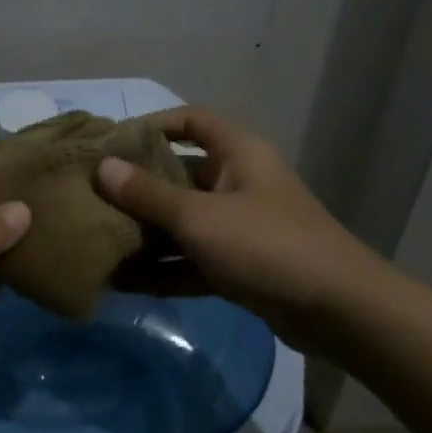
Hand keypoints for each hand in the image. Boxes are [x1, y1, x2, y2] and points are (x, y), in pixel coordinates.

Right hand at [95, 107, 381, 328]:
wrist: (338, 311)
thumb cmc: (267, 244)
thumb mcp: (200, 217)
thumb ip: (149, 194)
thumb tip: (103, 167)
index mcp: (238, 153)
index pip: (191, 121)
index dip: (153, 125)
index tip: (113, 143)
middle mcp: (238, 182)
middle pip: (180, 174)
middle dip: (138, 187)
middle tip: (93, 196)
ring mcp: (240, 226)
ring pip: (183, 221)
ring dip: (147, 233)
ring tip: (99, 241)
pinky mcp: (240, 265)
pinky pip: (192, 258)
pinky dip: (164, 268)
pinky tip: (124, 281)